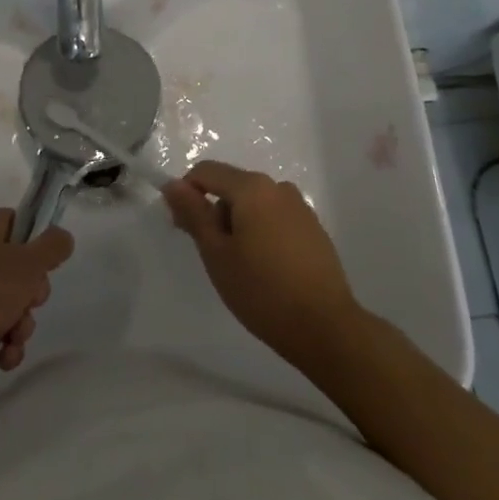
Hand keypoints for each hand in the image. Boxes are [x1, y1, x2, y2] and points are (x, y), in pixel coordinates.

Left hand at [0, 208, 73, 397]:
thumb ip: (52, 247)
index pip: (20, 225)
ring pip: (6, 302)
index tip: (41, 272)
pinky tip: (2, 358)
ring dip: (19, 326)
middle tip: (27, 308)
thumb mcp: (27, 265)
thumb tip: (62, 237)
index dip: (37, 251)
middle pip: (17, 268)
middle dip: (29, 298)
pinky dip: (0, 343)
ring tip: (12, 342)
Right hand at [162, 161, 364, 371]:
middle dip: (214, 212)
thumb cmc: (262, 290)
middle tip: (211, 255)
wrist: (326, 327)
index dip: (186, 194)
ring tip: (240, 266)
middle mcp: (278, 187)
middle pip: (231, 186)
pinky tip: (266, 269)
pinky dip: (261, 232)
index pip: (206, 171)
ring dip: (237, 224)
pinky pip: (275, 218)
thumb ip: (193, 213)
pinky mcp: (313, 228)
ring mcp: (300, 207)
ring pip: (254, 204)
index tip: (183, 230)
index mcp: (252, 187)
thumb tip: (173, 184)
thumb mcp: (217, 253)